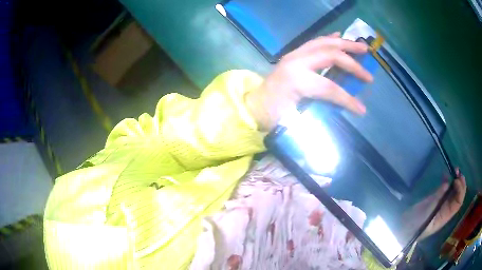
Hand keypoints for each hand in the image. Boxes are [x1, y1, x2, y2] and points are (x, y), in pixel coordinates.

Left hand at [245, 32, 372, 130]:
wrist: (254, 104)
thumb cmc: (271, 115)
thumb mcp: (291, 120)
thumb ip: (316, 116)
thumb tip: (340, 116)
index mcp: (296, 79)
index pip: (330, 87)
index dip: (347, 99)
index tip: (362, 109)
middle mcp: (296, 61)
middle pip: (331, 56)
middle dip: (352, 64)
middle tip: (369, 74)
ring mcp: (294, 55)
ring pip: (323, 43)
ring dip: (344, 44)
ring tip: (361, 47)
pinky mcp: (293, 54)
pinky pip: (315, 42)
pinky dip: (329, 39)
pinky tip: (339, 36)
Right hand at [419, 168, 466, 238]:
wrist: (406, 226)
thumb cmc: (417, 223)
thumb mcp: (427, 212)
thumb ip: (437, 198)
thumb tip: (447, 184)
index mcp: (446, 216)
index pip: (458, 202)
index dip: (460, 191)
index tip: (457, 180)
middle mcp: (447, 209)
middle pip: (458, 195)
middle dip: (460, 183)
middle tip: (458, 172)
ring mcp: (442, 203)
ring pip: (453, 191)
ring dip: (456, 180)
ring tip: (455, 170)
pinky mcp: (436, 198)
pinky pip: (445, 189)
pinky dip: (447, 180)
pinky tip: (445, 175)